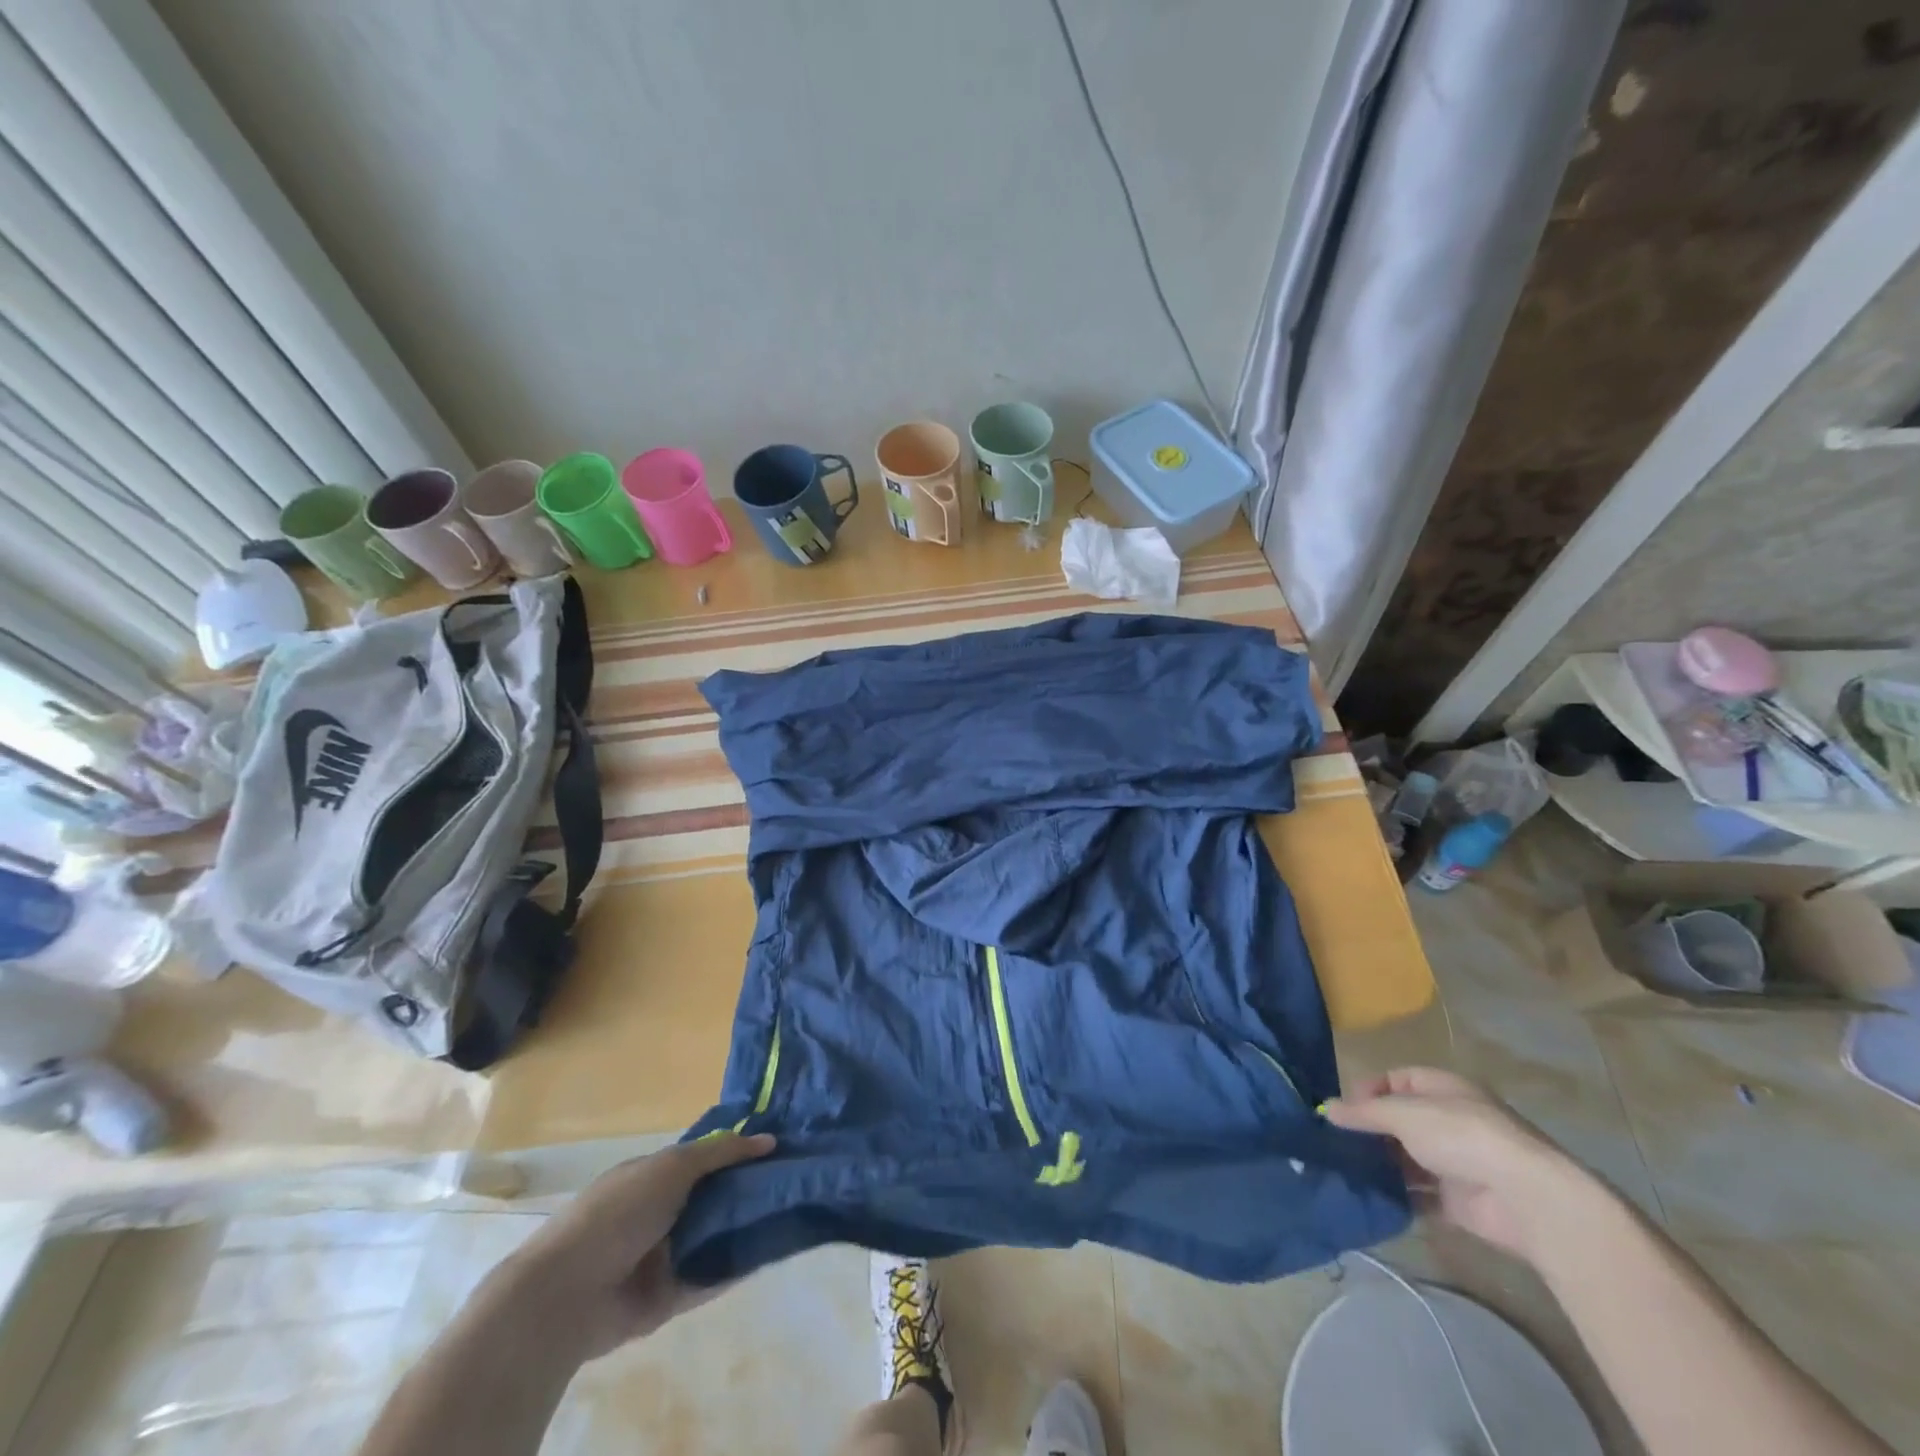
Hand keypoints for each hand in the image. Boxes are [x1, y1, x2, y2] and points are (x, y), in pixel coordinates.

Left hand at [491, 1132, 774, 1361]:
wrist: (567, 1294)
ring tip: (794, 1212)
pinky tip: (773, 1251)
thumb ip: (720, 1152)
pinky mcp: (669, 1297)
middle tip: (794, 1179)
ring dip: (747, 1227)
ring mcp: (665, 1256)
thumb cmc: (618, 1213)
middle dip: (749, 1189)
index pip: (704, 1159)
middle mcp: (661, 1212)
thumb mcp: (672, 1166)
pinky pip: (711, 1277)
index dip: (738, 1152)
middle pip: (714, 1197)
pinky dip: (738, 1266)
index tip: (779, 1147)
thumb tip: (769, 1139)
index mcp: (654, 1176)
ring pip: (716, 1236)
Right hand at [1321, 1067, 1589, 1261]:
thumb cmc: (1461, 1136)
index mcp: (1443, 1089)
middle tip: (1336, 1141)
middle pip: (1401, 1121)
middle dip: (1371, 1130)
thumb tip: (1326, 1108)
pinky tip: (1371, 1196)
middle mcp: (1450, 1122)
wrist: (1525, 1199)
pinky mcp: (1459, 1201)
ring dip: (1382, 1164)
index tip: (1342, 1109)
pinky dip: (1399, 1196)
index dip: (1368, 1090)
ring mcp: (1457, 1163)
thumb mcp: (1403, 1113)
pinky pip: (1421, 1195)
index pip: (1397, 1079)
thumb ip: (1364, 1113)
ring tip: (1345, 1169)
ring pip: (1408, 1159)